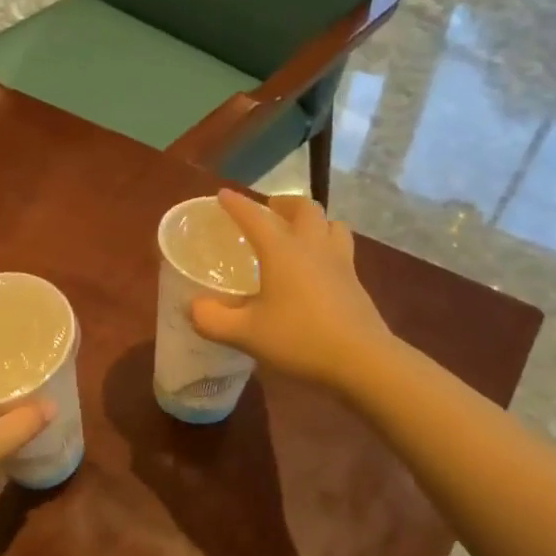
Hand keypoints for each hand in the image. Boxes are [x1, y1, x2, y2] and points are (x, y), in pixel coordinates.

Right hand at [190, 190, 393, 395]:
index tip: (223, 195)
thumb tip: (193, 307)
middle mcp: (312, 246)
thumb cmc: (299, 339)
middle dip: (283, 203)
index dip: (236, 204)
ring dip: (313, 221)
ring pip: (331, 224)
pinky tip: (317, 268)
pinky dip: (327, 245)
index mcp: (282, 250)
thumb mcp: (245, 334)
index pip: (255, 217)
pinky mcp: (356, 282)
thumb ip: (212, 319)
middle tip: (269, 211)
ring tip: (299, 233)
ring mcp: (340, 262)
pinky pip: (341, 249)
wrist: (362, 360)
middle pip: (304, 208)